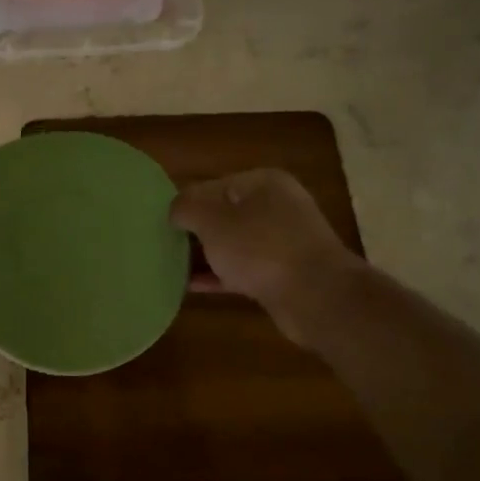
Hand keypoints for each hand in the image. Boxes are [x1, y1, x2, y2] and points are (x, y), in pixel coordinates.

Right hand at [169, 169, 355, 346]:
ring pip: (233, 244)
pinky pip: (242, 269)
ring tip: (171, 266)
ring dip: (205, 255)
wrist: (317, 297)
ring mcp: (283, 241)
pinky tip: (191, 286)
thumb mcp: (213, 221)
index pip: (212, 186)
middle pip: (224, 214)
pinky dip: (219, 275)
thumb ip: (186, 208)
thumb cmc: (261, 248)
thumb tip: (175, 210)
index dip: (185, 203)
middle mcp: (277, 206)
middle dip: (195, 230)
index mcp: (263, 183)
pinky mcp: (283, 274)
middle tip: (163, 245)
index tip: (161, 224)